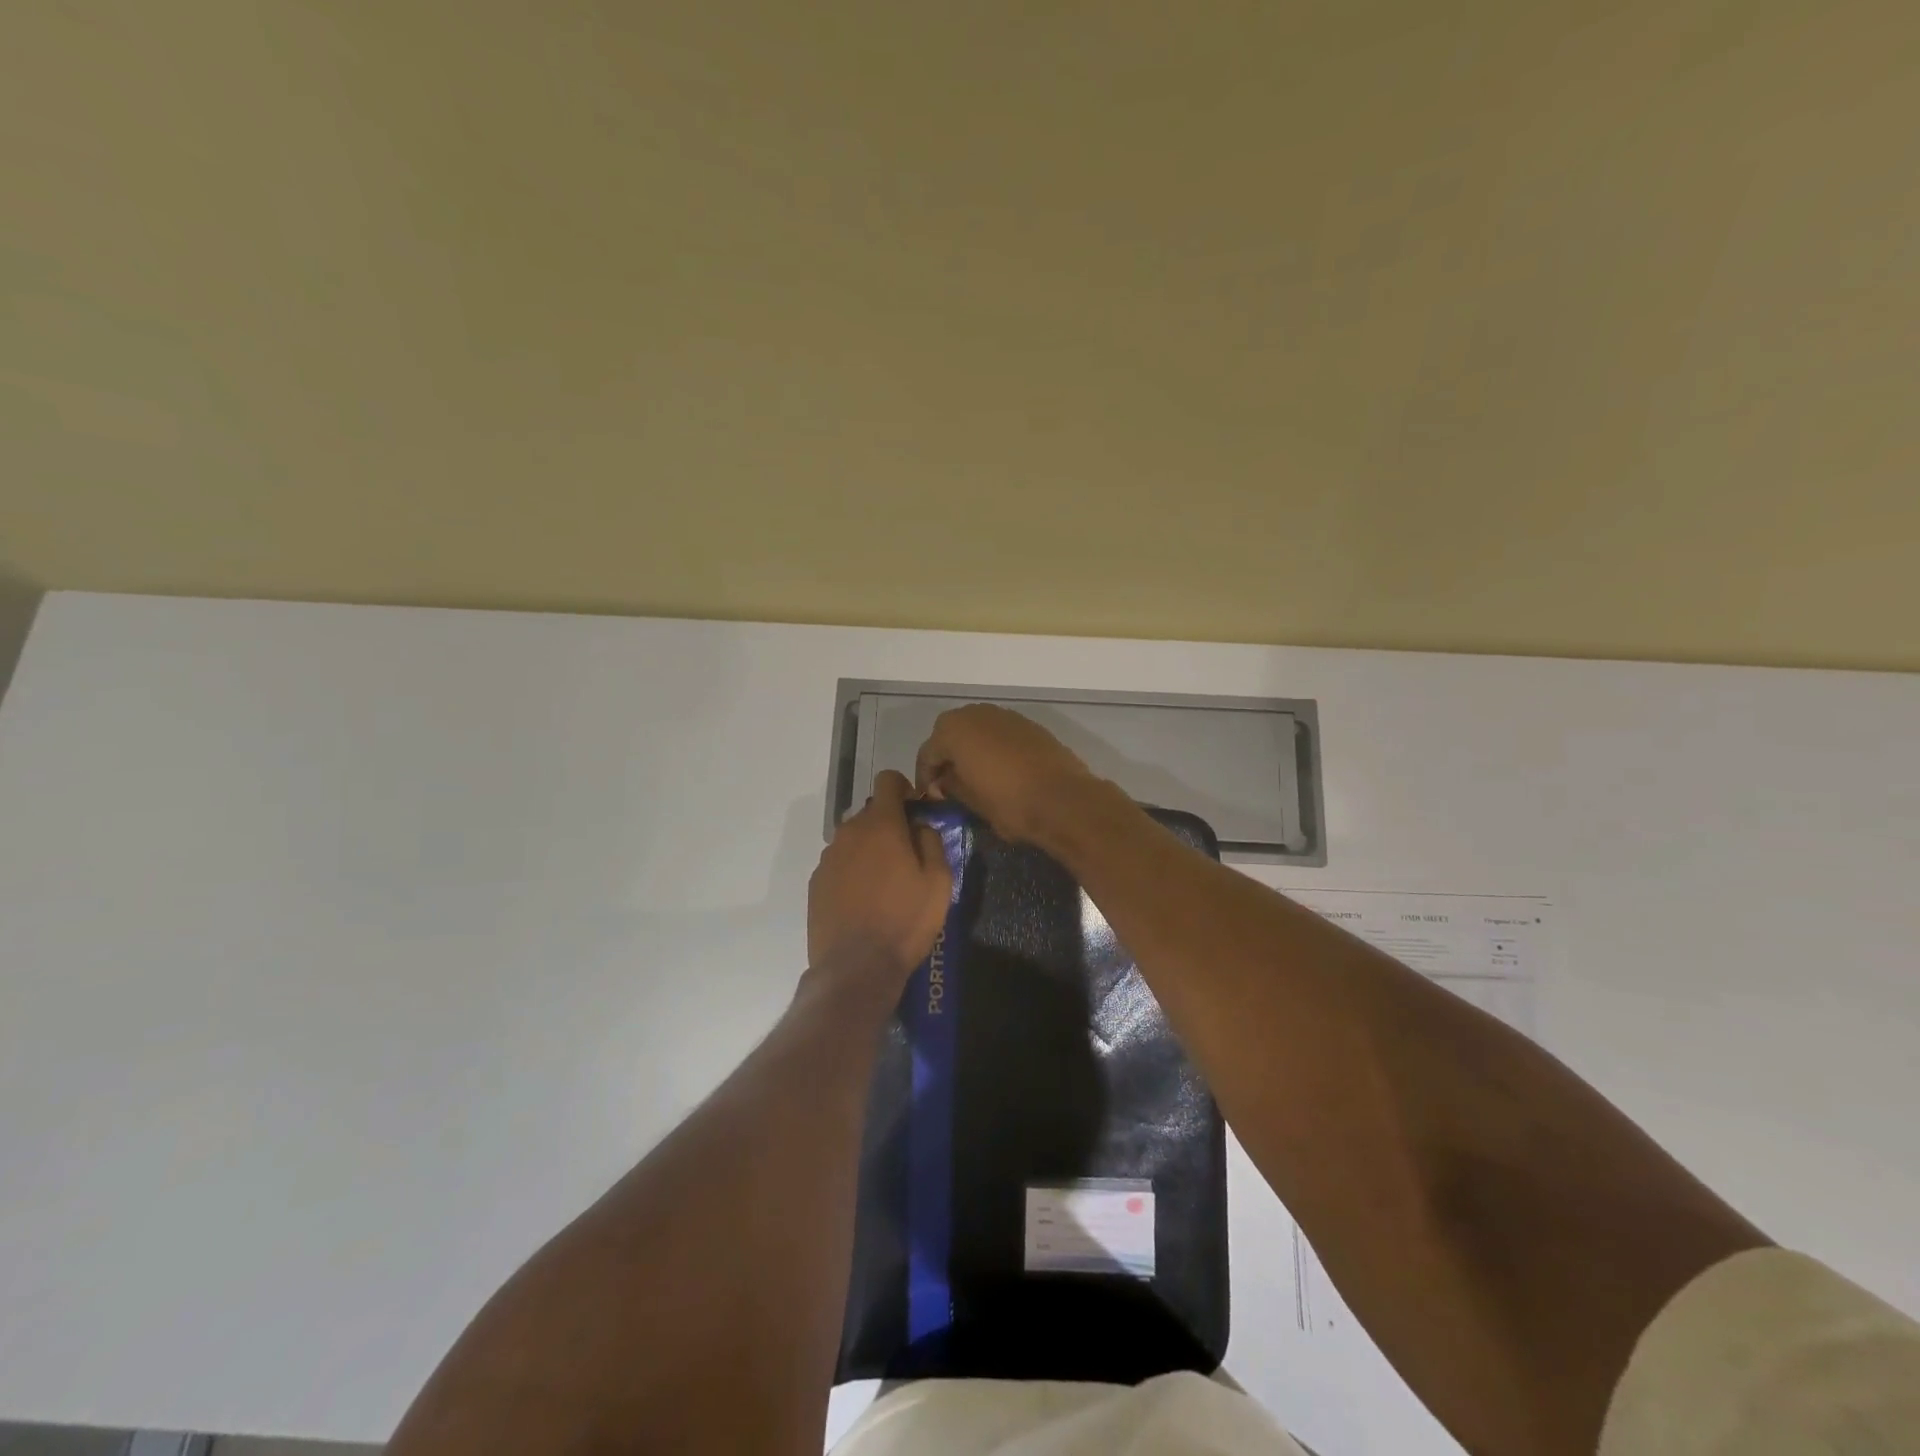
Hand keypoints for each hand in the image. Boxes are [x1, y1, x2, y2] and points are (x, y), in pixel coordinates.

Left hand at [807, 770, 951, 991]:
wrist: (855, 967)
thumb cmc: (905, 922)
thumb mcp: (939, 882)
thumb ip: (932, 841)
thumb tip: (920, 826)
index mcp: (881, 825)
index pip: (887, 780)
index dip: (903, 788)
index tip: (914, 809)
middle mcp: (849, 832)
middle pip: (871, 812)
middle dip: (889, 824)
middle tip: (907, 855)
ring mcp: (828, 857)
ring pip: (853, 838)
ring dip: (869, 848)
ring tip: (884, 883)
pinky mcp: (816, 881)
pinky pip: (839, 862)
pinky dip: (852, 870)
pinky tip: (863, 900)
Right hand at [914, 704, 1099, 845]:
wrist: (1063, 799)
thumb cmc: (1008, 802)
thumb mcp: (970, 800)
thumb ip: (950, 785)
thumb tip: (944, 780)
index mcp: (953, 730)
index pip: (927, 753)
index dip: (926, 778)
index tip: (932, 799)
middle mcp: (976, 713)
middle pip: (950, 733)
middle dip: (947, 757)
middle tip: (949, 784)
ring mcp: (1005, 715)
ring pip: (976, 729)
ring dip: (970, 749)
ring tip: (974, 776)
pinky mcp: (1028, 724)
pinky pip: (999, 733)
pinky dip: (993, 747)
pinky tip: (1000, 769)